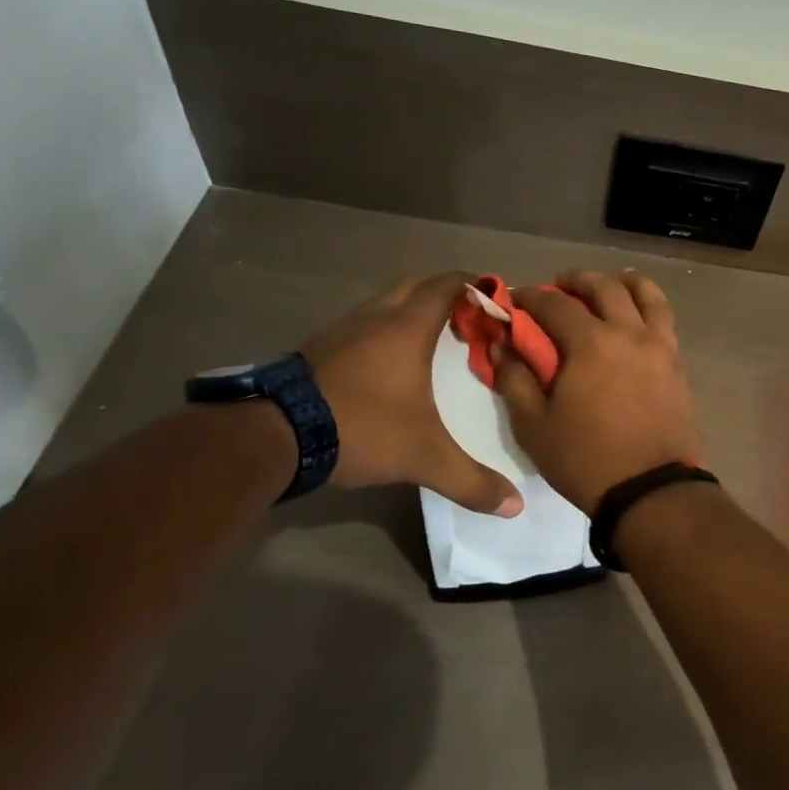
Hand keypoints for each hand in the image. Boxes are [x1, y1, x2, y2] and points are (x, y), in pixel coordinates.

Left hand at [299, 272, 522, 515]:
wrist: (272, 435)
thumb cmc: (361, 427)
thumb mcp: (423, 457)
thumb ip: (471, 480)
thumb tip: (516, 505)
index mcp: (407, 327)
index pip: (447, 285)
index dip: (475, 284)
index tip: (498, 299)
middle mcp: (376, 318)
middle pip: (417, 287)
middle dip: (446, 295)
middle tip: (471, 320)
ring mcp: (342, 331)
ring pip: (386, 305)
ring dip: (412, 312)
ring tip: (436, 340)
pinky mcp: (319, 350)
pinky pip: (364, 326)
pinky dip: (385, 332)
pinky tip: (390, 365)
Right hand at [493, 270, 702, 513]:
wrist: (651, 490)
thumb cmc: (586, 459)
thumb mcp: (534, 426)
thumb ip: (515, 379)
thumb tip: (501, 345)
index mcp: (590, 343)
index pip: (554, 304)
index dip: (530, 296)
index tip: (515, 298)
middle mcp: (628, 333)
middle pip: (604, 287)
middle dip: (576, 280)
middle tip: (560, 285)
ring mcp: (659, 346)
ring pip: (646, 295)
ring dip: (622, 282)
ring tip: (610, 285)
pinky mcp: (677, 364)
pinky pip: (665, 319)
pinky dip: (649, 305)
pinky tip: (638, 315)